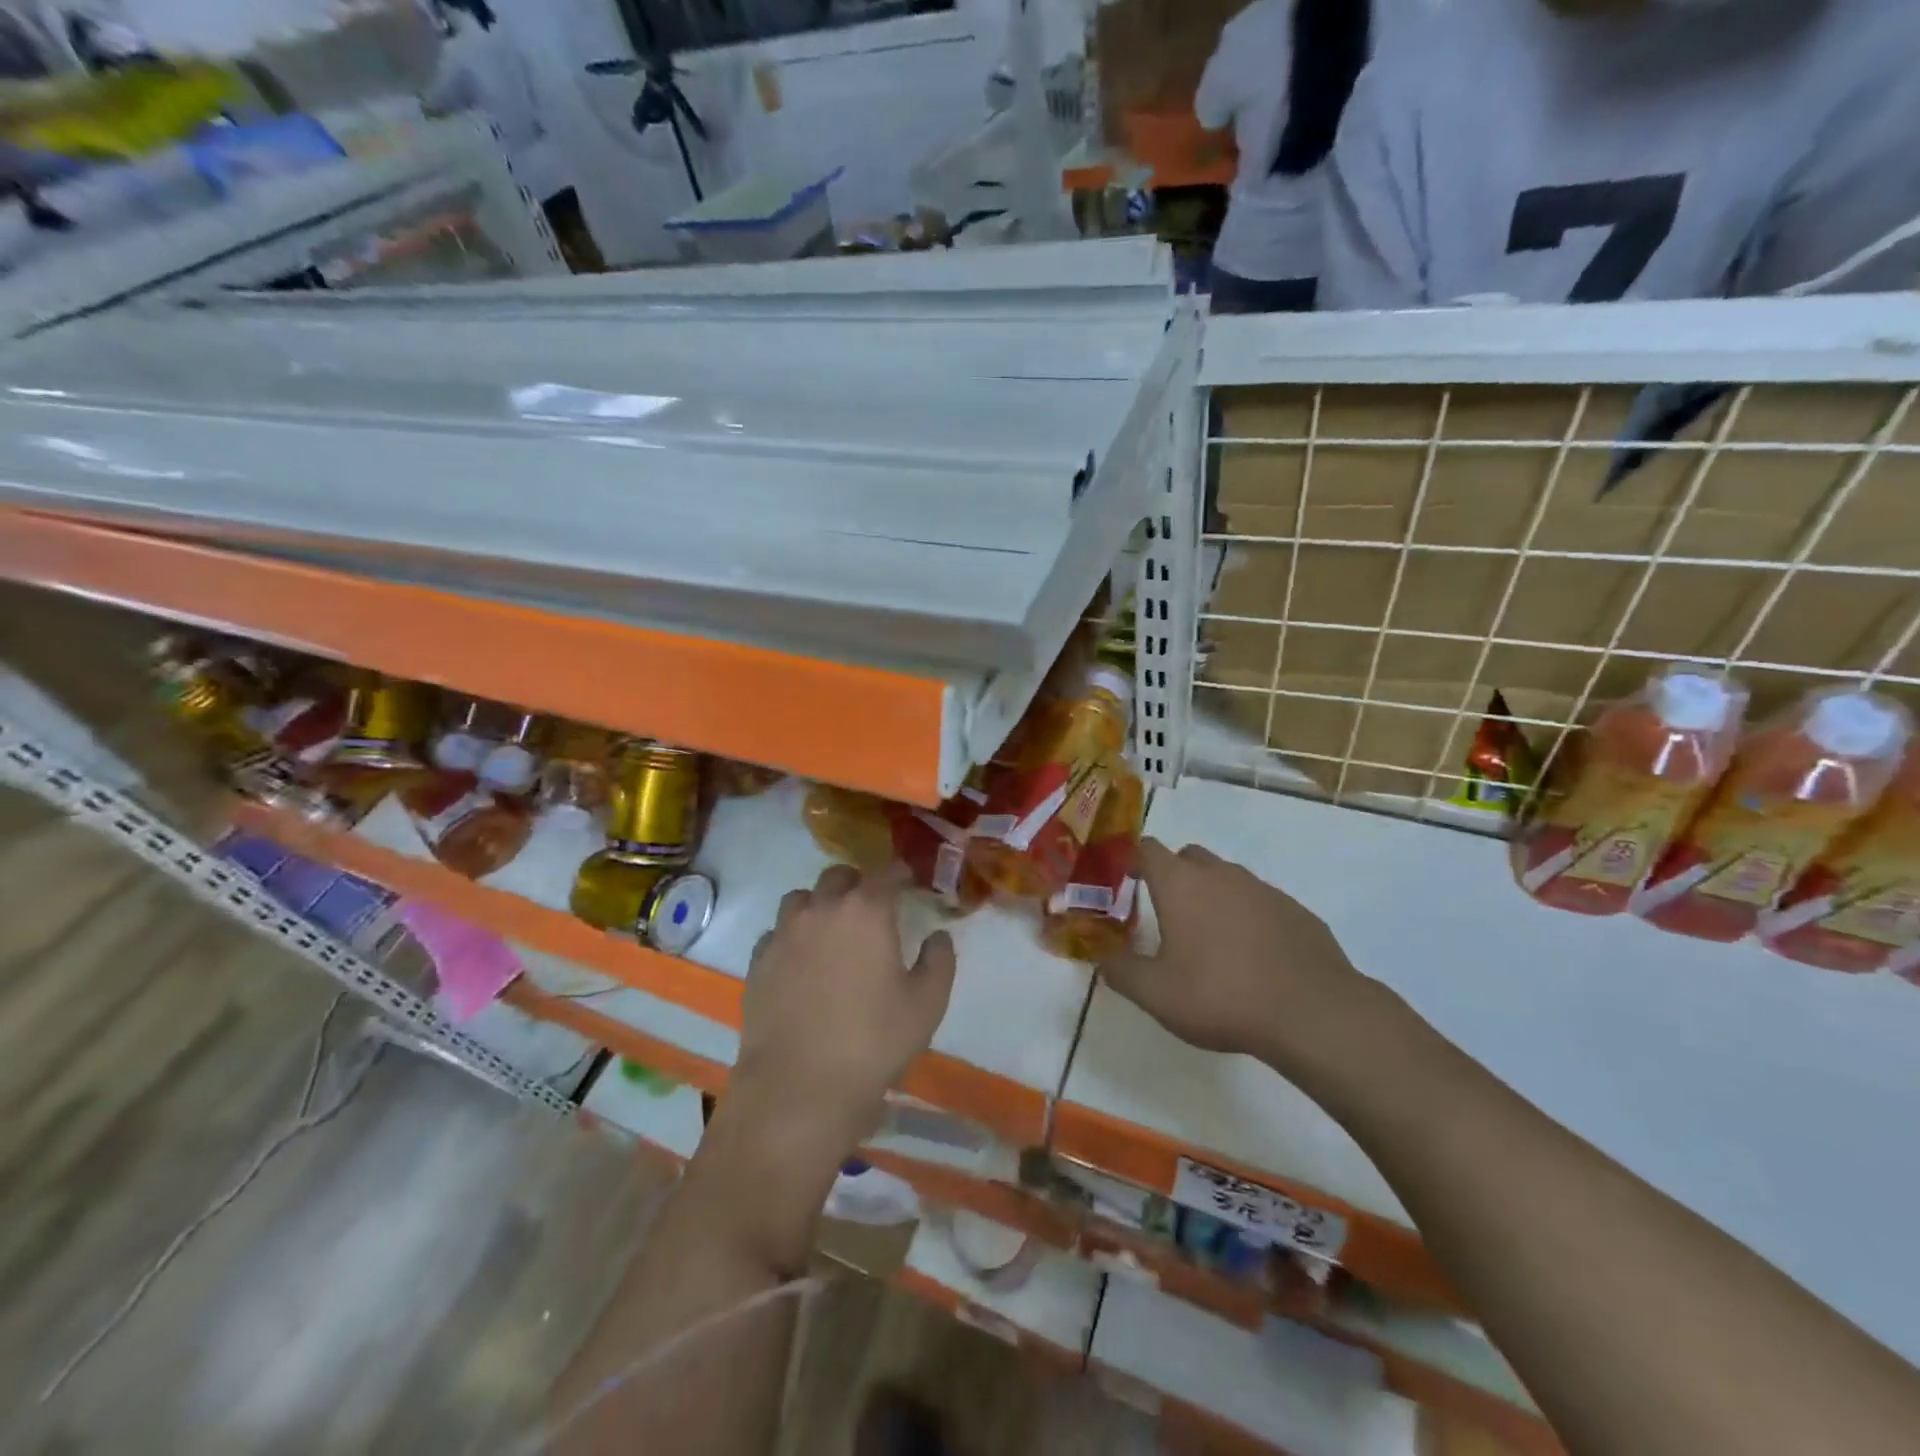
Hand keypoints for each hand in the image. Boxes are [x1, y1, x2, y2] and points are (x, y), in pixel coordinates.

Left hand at [733, 865, 956, 1153]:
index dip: (900, 874)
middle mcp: (822, 909)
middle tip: (870, 906)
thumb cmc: (874, 1041)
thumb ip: (939, 960)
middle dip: (858, 883)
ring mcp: (784, 933)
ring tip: (832, 929)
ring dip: (820, 904)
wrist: (799, 1086)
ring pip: (802, 899)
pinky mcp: (758, 961)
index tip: (908, 881)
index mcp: (866, 911)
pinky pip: (777, 932)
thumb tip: (937, 936)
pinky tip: (801, 960)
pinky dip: (793, 935)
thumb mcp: (927, 1004)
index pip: (886, 874)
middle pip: (839, 876)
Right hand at [1099, 839, 1387, 1077]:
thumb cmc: (1221, 995)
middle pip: (1189, 857)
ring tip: (1211, 939)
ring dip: (1213, 896)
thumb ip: (1120, 972)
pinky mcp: (1297, 911)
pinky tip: (1253, 956)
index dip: (1133, 860)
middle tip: (1167, 913)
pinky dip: (1248, 917)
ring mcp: (1264, 890)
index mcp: (1181, 885)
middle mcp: (1221, 875)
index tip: (1126, 879)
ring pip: (1228, 878)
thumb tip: (1101, 960)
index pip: (1148, 849)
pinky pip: (1261, 903)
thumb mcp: (1156, 994)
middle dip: (1174, 875)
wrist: (1313, 1013)